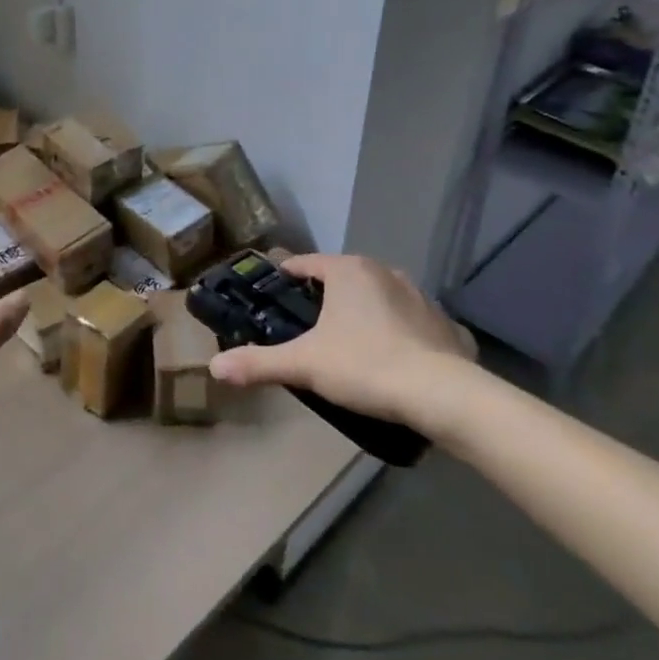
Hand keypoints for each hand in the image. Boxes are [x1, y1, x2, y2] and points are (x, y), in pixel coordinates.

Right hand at [208, 254, 477, 437]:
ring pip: (378, 297)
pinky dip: (399, 333)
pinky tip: (394, 360)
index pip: (305, 264)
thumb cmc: (365, 366)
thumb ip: (258, 363)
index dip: (285, 278)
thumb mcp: (304, 365)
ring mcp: (419, 295)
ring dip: (362, 313)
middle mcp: (384, 272)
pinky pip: (411, 322)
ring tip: (348, 346)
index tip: (271, 297)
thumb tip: (213, 367)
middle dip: (323, 299)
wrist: (443, 395)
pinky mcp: (445, 323)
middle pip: (342, 278)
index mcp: (348, 271)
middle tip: (305, 329)